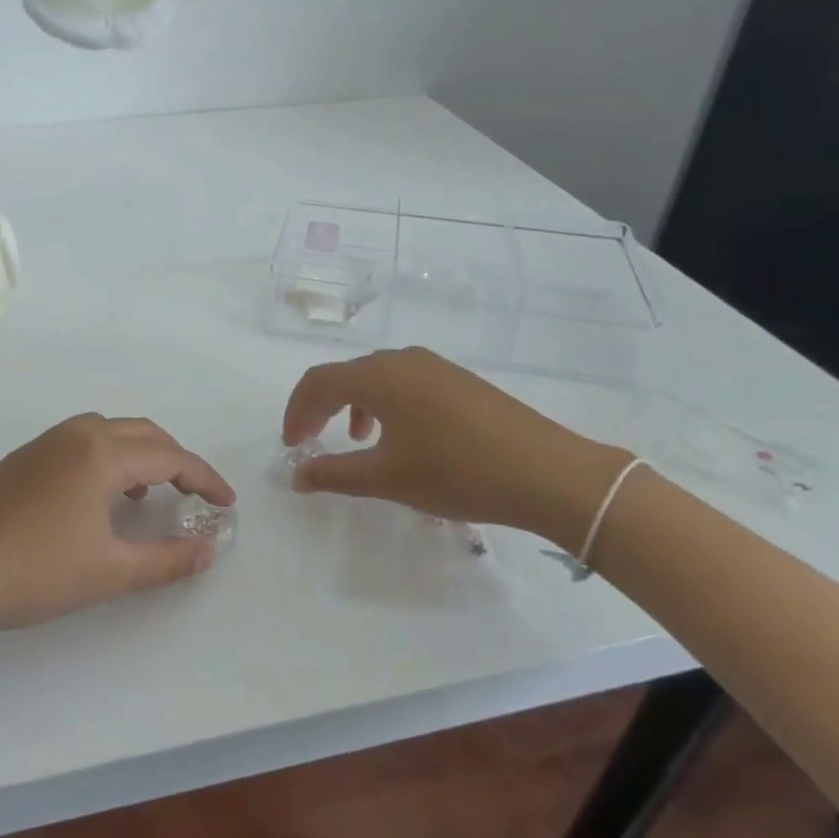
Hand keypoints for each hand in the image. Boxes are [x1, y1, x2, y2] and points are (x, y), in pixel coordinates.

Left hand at [0, 414, 235, 652]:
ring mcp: (44, 442)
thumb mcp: (108, 572)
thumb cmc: (32, 573)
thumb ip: (166, 560)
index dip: (204, 479)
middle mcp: (76, 434)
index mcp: (101, 453)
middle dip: (176, 459)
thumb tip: (209, 551)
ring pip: (109, 432)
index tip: (227, 504)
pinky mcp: (22, 457)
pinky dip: (107, 457)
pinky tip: (99, 496)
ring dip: (140, 454)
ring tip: (150, 492)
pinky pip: (82, 441)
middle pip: (142, 433)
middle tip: (195, 494)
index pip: (170, 456)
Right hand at [282, 347, 628, 549]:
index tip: (290, 445)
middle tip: (310, 441)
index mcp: (379, 376)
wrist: (547, 472)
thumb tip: (296, 475)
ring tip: (356, 442)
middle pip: (345, 375)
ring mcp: (435, 366)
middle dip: (321, 408)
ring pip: (377, 377)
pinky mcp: (459, 380)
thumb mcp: (387, 479)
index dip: (296, 411)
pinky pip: (405, 382)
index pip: (318, 382)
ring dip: (353, 405)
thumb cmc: (457, 473)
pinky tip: (401, 437)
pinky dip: (385, 405)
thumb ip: (334, 474)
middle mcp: (403, 359)